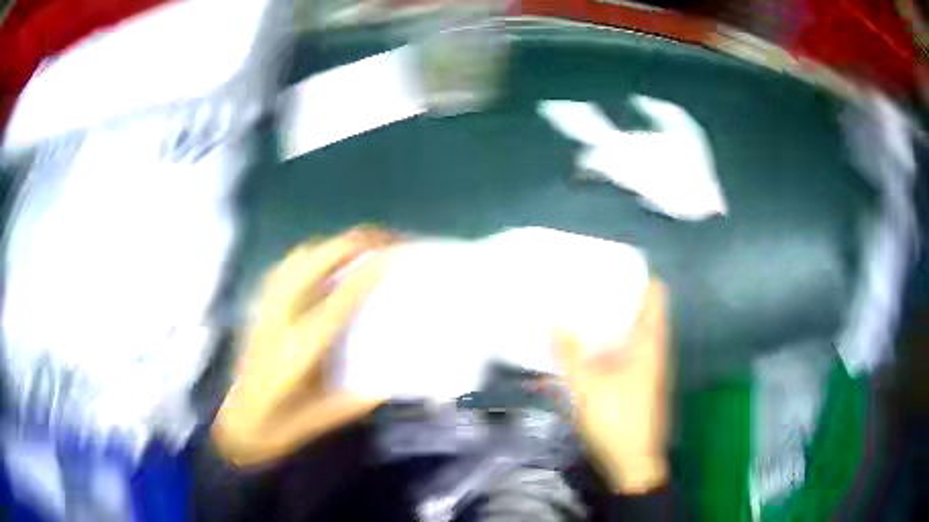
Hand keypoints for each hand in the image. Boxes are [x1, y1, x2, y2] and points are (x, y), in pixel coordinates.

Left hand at [212, 227, 394, 465]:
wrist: (236, 425)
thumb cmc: (277, 427)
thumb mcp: (322, 421)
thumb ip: (355, 402)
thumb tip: (388, 383)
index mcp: (299, 350)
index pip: (338, 301)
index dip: (367, 274)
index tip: (393, 255)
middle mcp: (280, 320)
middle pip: (314, 263)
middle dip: (350, 243)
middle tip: (381, 239)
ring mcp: (265, 310)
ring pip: (297, 259)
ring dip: (330, 246)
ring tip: (357, 248)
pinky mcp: (258, 310)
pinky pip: (284, 269)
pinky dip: (309, 257)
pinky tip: (321, 265)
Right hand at [554, 279, 669, 493]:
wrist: (633, 462)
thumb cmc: (616, 420)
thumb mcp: (587, 386)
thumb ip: (569, 354)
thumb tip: (553, 323)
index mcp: (650, 342)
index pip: (655, 295)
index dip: (639, 276)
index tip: (612, 265)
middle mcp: (654, 350)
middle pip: (643, 311)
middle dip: (619, 296)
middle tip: (589, 284)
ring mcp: (648, 368)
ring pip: (633, 333)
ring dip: (613, 321)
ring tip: (583, 309)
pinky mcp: (639, 384)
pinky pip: (626, 353)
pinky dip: (610, 344)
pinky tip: (586, 349)